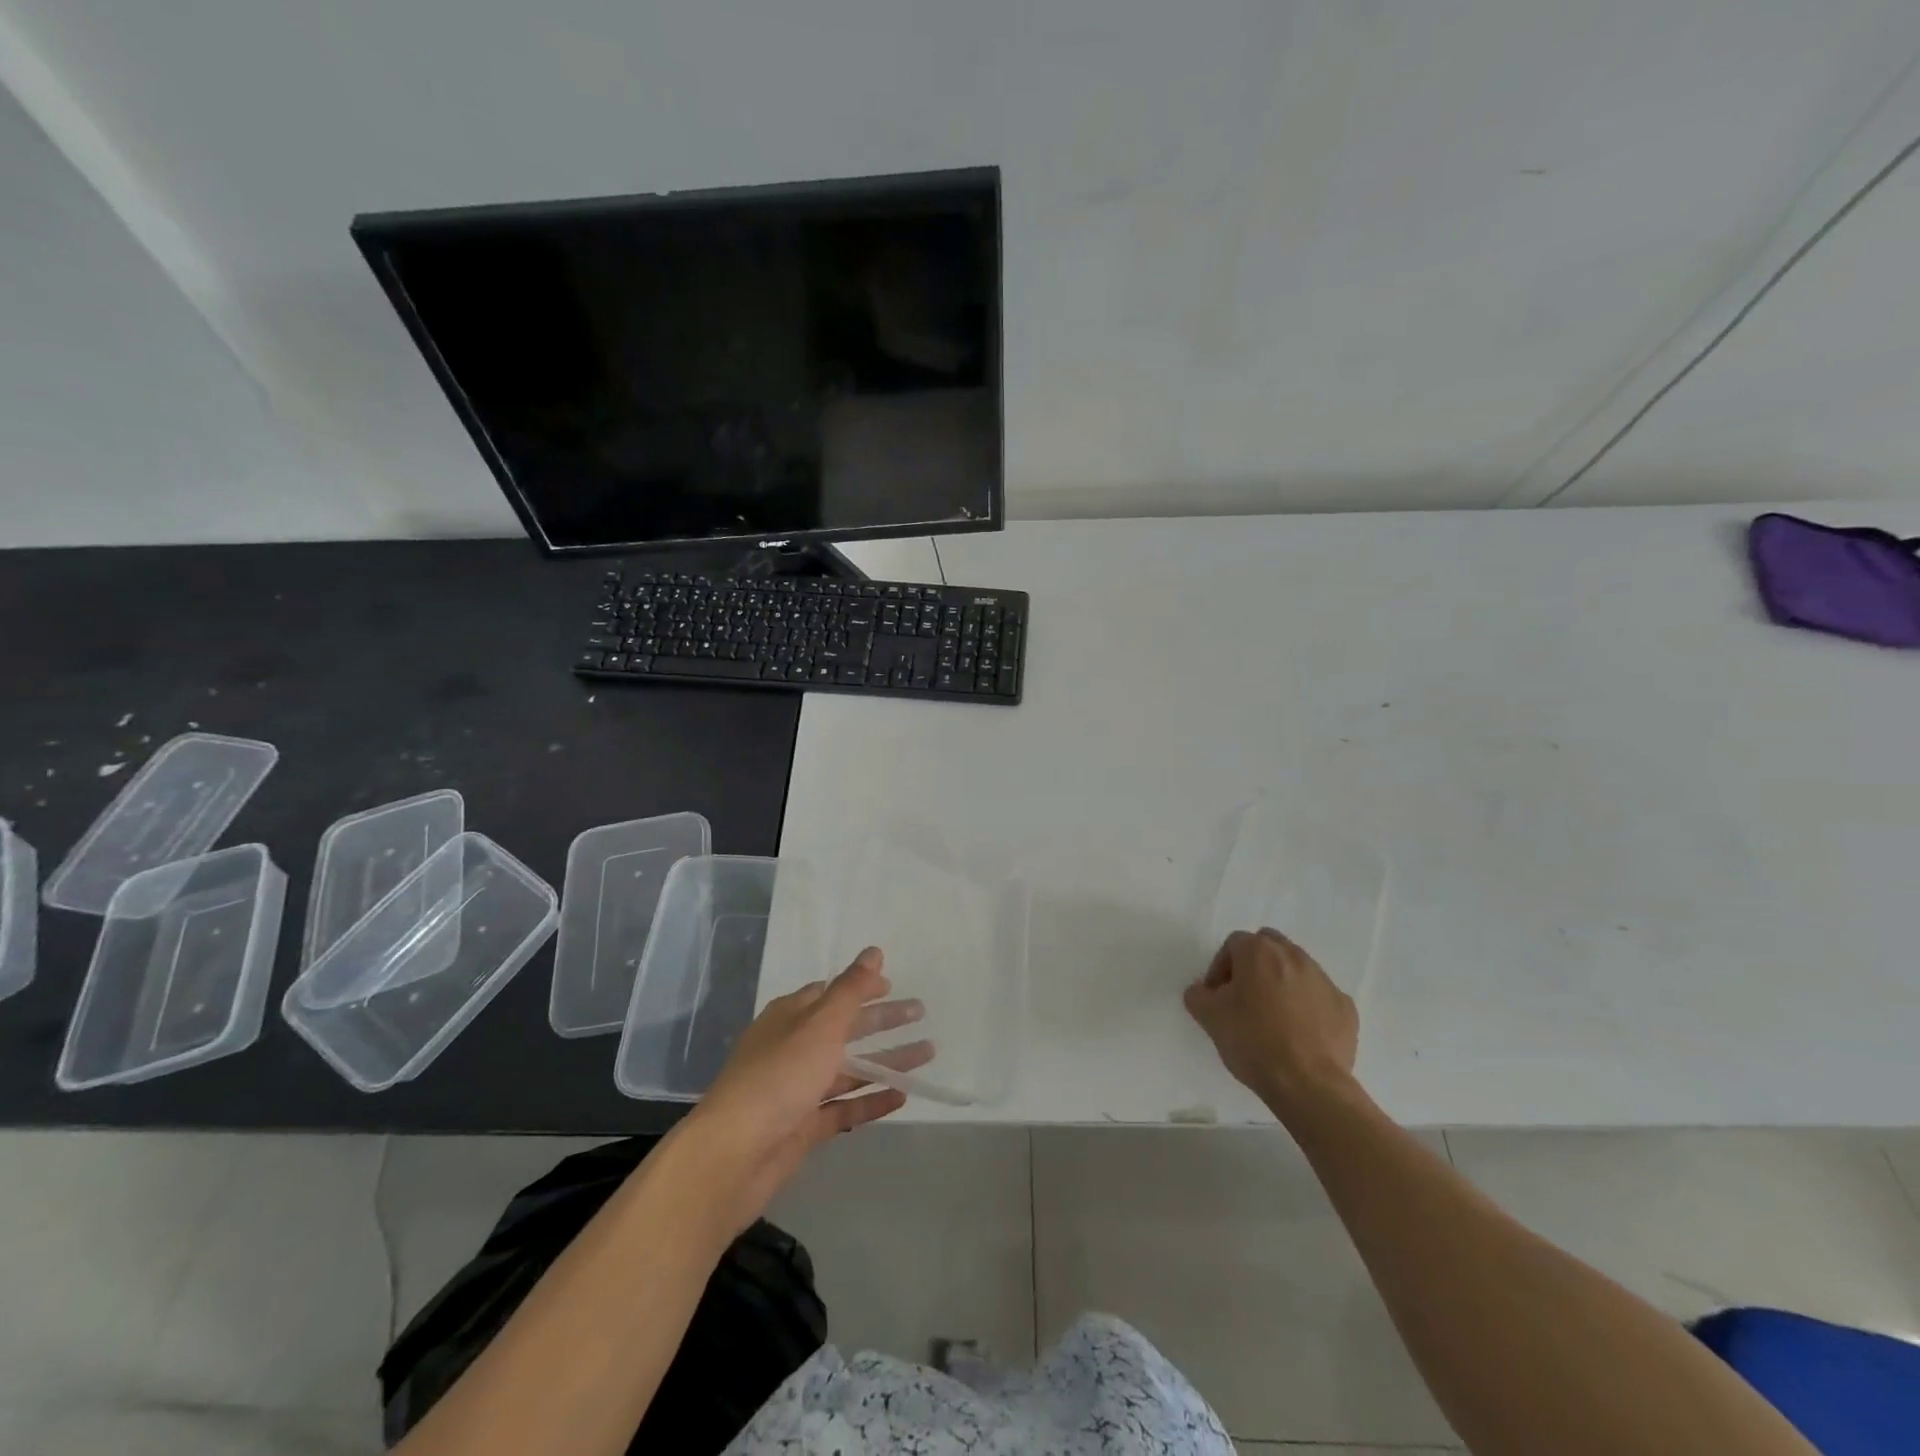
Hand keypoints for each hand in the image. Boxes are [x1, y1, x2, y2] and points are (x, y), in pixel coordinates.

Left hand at [684, 947, 931, 1234]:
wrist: (732, 1157)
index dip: (861, 987)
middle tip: (920, 1013)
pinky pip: (845, 1108)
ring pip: (849, 1069)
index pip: (831, 993)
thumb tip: (874, 951)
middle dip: (882, 1021)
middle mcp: (793, 1048)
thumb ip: (851, 990)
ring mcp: (798, 1089)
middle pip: (845, 1029)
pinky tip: (902, 1096)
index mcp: (790, 1017)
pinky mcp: (804, 1127)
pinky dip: (871, 1100)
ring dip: (885, 1061)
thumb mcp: (820, 1025)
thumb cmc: (779, 1077)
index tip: (893, 985)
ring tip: (926, 1054)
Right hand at [1184, 928, 1358, 1116]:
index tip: (1217, 996)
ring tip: (1273, 1018)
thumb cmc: (1252, 1041)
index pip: (1233, 944)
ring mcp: (1324, 981)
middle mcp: (1294, 956)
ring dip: (1282, 984)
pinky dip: (1308, 1007)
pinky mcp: (1346, 1007)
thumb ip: (1197, 994)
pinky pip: (1320, 997)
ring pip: (1297, 969)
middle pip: (1269, 947)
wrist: (1308, 1084)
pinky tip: (1299, 1033)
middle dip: (1254, 965)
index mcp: (1259, 952)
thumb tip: (1202, 991)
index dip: (1220, 967)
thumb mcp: (1209, 1017)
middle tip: (1245, 997)